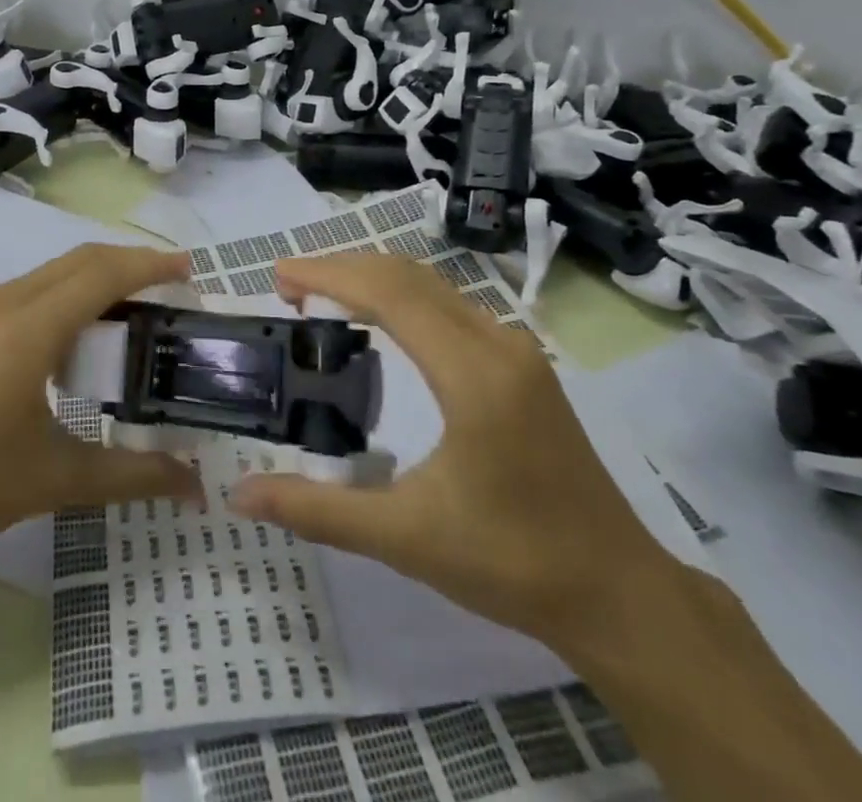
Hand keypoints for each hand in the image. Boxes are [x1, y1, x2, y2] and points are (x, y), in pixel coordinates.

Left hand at [0, 243, 202, 579]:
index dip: (149, 264)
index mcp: (29, 327)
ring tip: (135, 313)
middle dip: (129, 264)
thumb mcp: (56, 479)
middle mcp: (5, 302)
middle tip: (172, 290)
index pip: (102, 273)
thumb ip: (132, 474)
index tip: (189, 269)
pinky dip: (68, 296)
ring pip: (53, 273)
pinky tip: (79, 338)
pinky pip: (31, 291)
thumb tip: (195, 485)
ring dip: (97, 280)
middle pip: (80, 261)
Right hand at [228, 254, 673, 648]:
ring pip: (432, 285)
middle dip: (343, 268)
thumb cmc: (512, 564)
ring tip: (321, 297)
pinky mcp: (523, 364)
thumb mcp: (405, 538)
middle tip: (289, 285)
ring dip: (373, 279)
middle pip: (408, 275)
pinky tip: (380, 323)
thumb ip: (318, 510)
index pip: (388, 294)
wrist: (619, 594)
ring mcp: (516, 350)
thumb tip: (241, 494)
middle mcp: (498, 343)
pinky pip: (451, 305)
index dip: (328, 275)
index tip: (279, 276)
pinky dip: (402, 297)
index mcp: (472, 374)